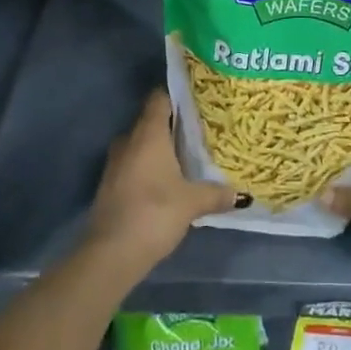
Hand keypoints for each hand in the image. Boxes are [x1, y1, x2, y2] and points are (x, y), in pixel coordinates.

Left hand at [84, 88, 238, 281]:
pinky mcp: (109, 185)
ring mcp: (115, 163)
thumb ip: (216, 194)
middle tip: (199, 131)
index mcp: (148, 133)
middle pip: (151, 121)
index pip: (160, 98)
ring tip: (186, 157)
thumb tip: (241, 195)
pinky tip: (166, 182)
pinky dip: (148, 168)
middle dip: (172, 125)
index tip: (197, 100)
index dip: (177, 95)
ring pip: (140, 144)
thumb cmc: (154, 213)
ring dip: (159, 149)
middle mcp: (128, 140)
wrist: (110, 254)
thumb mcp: (192, 203)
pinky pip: (133, 164)